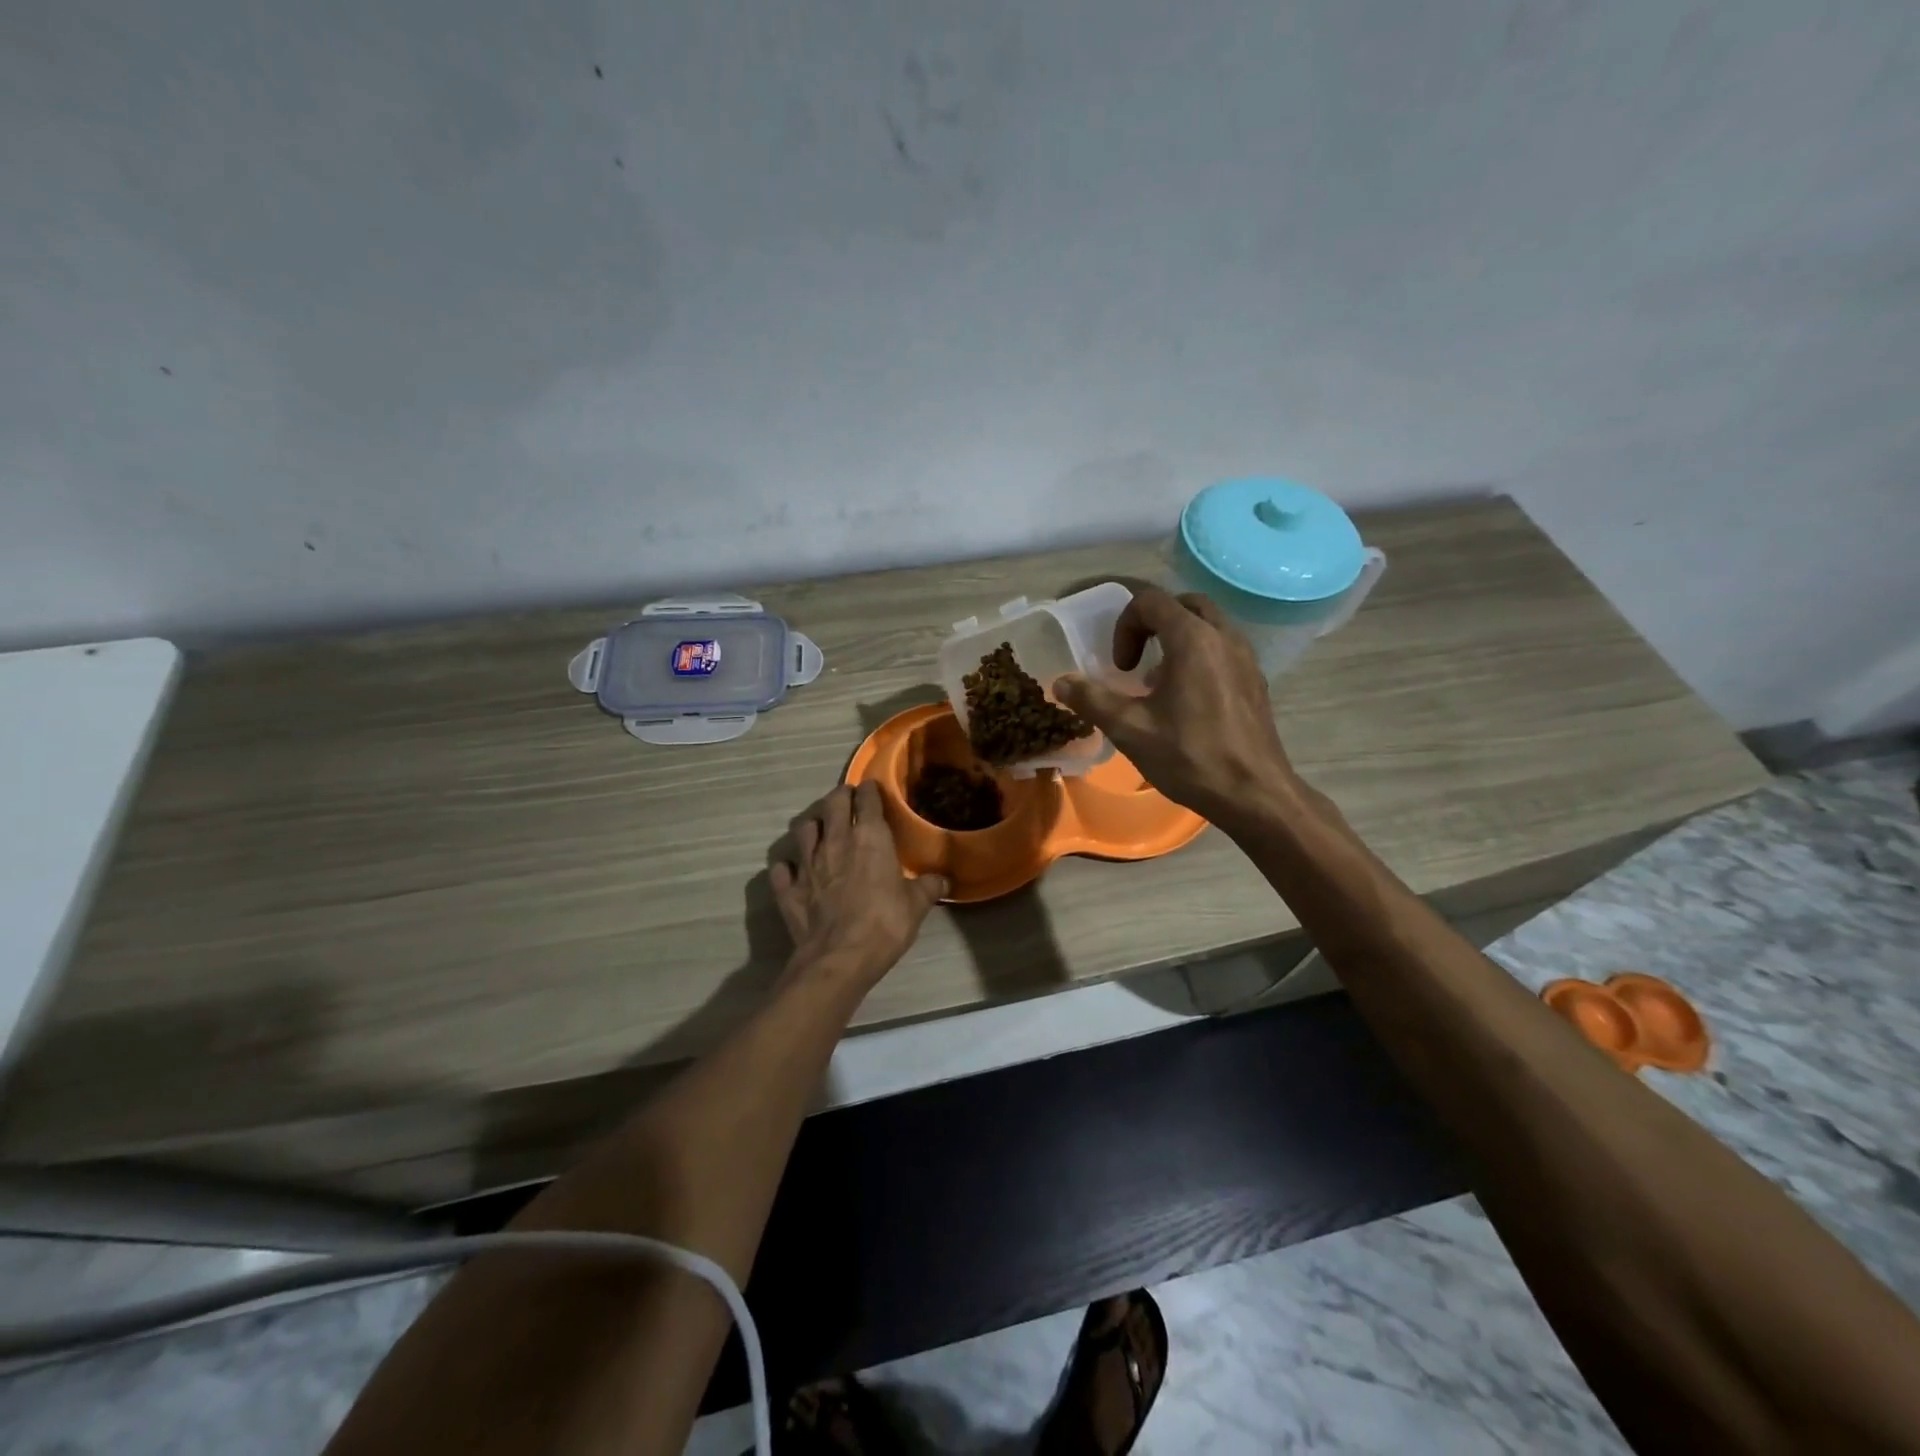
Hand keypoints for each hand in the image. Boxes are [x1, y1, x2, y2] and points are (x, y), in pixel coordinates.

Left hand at [770, 781, 947, 982]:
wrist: (839, 958)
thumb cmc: (884, 923)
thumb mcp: (917, 905)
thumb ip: (929, 887)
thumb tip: (944, 880)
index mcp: (869, 837)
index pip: (867, 800)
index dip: (870, 791)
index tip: (872, 788)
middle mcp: (835, 841)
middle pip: (833, 804)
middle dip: (840, 796)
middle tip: (846, 798)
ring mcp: (807, 863)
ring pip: (803, 829)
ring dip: (813, 825)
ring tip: (820, 829)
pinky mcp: (788, 889)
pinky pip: (782, 869)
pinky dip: (787, 867)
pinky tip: (793, 871)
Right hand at [1055, 587, 1297, 829]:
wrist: (1254, 794)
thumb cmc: (1190, 757)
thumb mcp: (1130, 729)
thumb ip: (1092, 699)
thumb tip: (1061, 682)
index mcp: (1193, 639)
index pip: (1151, 601)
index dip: (1125, 626)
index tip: (1121, 667)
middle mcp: (1224, 637)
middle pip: (1184, 604)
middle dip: (1152, 623)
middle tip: (1136, 659)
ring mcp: (1246, 657)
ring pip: (1208, 624)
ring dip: (1177, 638)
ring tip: (1158, 681)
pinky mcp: (1256, 680)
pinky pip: (1223, 648)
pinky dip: (1199, 656)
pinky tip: (1186, 700)